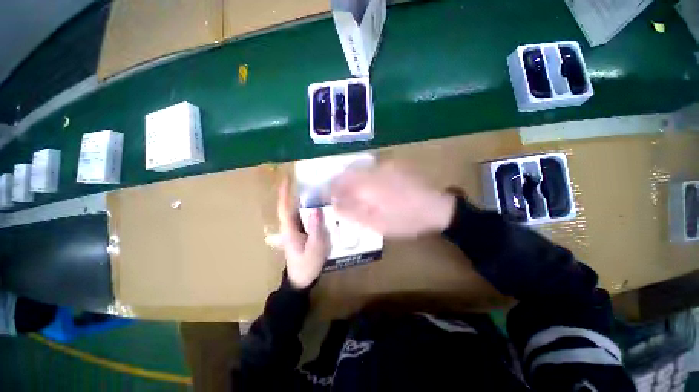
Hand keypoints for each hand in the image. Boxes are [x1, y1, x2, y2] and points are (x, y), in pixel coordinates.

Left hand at [278, 177, 329, 289]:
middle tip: (305, 178)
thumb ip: (316, 229)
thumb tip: (316, 209)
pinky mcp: (300, 233)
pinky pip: (303, 217)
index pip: (285, 207)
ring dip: (302, 198)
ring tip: (313, 187)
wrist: (301, 279)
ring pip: (297, 211)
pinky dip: (308, 208)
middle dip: (294, 191)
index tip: (287, 178)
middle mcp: (290, 226)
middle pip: (290, 206)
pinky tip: (318, 205)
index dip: (285, 192)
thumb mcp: (315, 248)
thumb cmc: (307, 265)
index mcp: (290, 229)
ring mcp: (295, 230)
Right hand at [330, 162, 455, 237]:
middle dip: (338, 183)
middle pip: (348, 173)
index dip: (330, 188)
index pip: (340, 182)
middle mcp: (374, 170)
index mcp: (369, 185)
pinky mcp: (393, 167)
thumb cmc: (406, 219)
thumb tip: (335, 204)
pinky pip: (371, 170)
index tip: (325, 197)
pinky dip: (363, 178)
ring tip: (350, 194)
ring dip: (351, 180)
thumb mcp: (377, 223)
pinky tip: (368, 189)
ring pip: (359, 170)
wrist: (437, 208)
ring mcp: (385, 166)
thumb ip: (354, 212)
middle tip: (336, 197)